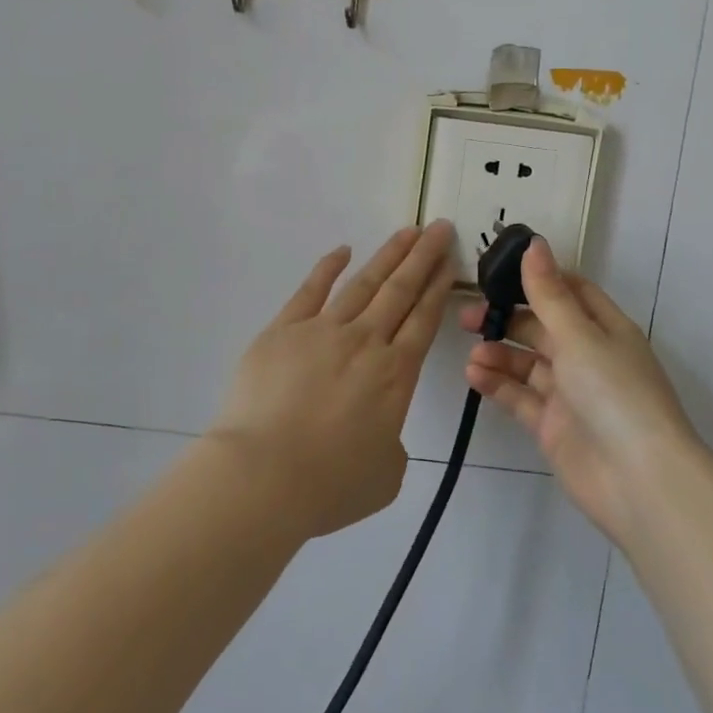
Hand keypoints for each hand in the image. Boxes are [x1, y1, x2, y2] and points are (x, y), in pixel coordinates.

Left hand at [211, 223, 456, 538]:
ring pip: (364, 283)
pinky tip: (343, 251)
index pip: (423, 319)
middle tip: (438, 227)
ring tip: (406, 232)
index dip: (438, 287)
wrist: (263, 476)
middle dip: (423, 256)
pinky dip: (328, 267)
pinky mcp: (283, 329)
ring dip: (388, 255)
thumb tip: (378, 429)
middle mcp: (365, 341)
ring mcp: (322, 330)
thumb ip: (391, 444)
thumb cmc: (329, 484)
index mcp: (395, 374)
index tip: (449, 261)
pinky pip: (310, 290)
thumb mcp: (384, 475)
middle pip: (400, 290)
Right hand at [462, 238, 700, 543]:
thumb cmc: (614, 393)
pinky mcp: (553, 426)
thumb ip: (549, 293)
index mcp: (605, 328)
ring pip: (527, 363)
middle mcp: (588, 357)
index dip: (538, 278)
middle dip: (507, 318)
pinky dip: (498, 385)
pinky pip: (520, 397)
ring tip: (473, 354)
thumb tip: (534, 242)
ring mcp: (570, 394)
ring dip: (499, 354)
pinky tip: (474, 375)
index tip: (499, 271)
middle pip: (542, 327)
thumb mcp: (579, 335)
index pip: (571, 291)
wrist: (638, 480)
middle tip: (468, 316)